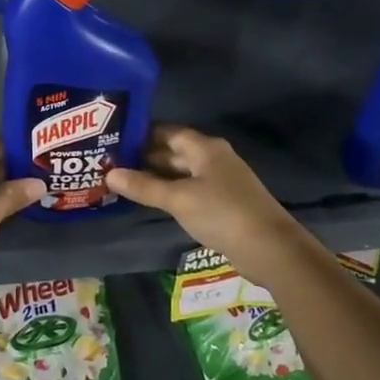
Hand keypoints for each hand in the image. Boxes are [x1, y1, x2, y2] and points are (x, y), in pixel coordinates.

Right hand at [105, 124, 293, 258]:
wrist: (270, 248)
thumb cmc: (222, 213)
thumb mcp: (178, 199)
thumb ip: (144, 187)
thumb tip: (109, 174)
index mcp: (205, 148)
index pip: (167, 131)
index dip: (141, 134)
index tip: (113, 139)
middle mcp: (213, 158)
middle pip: (173, 151)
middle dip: (144, 157)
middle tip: (110, 163)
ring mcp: (219, 182)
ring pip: (180, 173)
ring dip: (155, 177)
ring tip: (122, 181)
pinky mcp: (222, 204)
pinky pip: (189, 191)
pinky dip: (169, 193)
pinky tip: (149, 201)